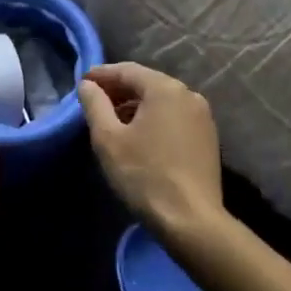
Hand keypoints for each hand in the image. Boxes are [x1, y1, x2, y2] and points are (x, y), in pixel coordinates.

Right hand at [77, 63, 223, 237]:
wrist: (191, 219)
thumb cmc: (144, 175)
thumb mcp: (108, 139)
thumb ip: (95, 105)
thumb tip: (88, 85)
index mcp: (165, 88)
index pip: (127, 70)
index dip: (102, 74)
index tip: (82, 82)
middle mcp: (189, 94)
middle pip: (147, 83)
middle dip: (120, 90)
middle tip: (95, 101)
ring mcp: (202, 116)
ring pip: (162, 101)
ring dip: (137, 105)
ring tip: (114, 120)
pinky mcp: (208, 137)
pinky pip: (175, 117)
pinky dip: (154, 119)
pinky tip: (140, 136)